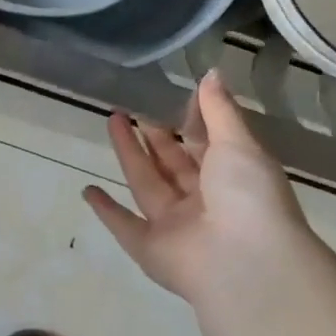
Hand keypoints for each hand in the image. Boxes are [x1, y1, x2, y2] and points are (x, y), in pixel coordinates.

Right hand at [84, 71, 318, 306]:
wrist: (245, 263)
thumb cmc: (248, 195)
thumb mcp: (238, 143)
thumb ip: (219, 110)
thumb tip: (212, 73)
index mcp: (232, 177)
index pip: (208, 145)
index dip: (191, 123)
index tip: (170, 98)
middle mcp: (203, 201)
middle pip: (172, 164)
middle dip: (153, 137)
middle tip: (130, 109)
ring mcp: (176, 227)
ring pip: (147, 185)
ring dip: (129, 156)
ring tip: (111, 121)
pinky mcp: (151, 250)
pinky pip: (125, 227)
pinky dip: (107, 211)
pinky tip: (87, 191)